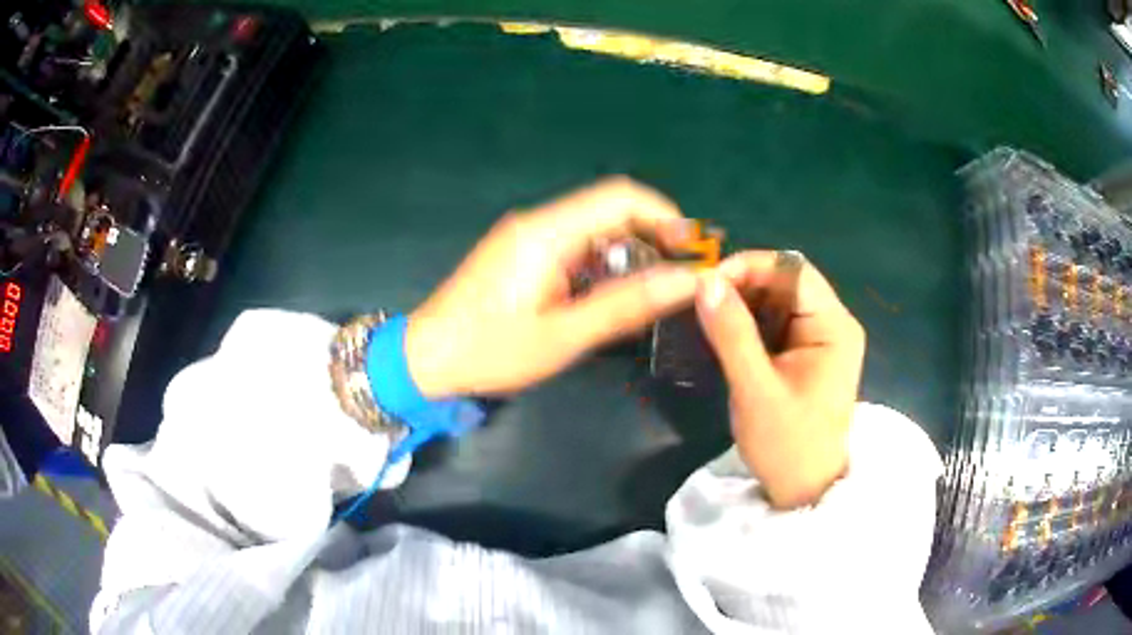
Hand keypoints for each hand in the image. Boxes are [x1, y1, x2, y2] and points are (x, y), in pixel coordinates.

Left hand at [405, 177, 698, 397]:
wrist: (425, 358)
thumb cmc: (490, 351)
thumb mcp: (564, 336)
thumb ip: (627, 305)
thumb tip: (686, 281)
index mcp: (548, 232)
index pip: (620, 196)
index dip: (665, 215)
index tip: (692, 251)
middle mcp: (539, 222)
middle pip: (610, 209)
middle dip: (653, 237)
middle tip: (679, 279)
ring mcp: (528, 236)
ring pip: (595, 228)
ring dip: (629, 253)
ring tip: (653, 293)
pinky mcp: (522, 253)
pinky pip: (575, 245)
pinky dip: (604, 263)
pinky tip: (611, 296)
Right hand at [695, 251, 864, 508]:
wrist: (805, 490)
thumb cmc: (787, 445)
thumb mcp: (756, 390)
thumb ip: (732, 334)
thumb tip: (704, 281)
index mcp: (833, 326)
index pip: (793, 271)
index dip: (750, 266)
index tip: (706, 283)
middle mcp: (833, 322)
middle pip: (786, 281)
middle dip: (743, 284)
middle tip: (701, 301)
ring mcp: (821, 338)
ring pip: (778, 299)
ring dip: (743, 302)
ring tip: (708, 316)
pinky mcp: (807, 353)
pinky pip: (776, 322)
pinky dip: (749, 321)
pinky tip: (725, 333)